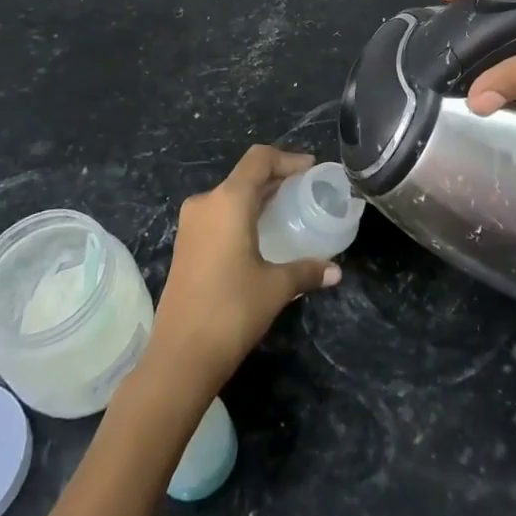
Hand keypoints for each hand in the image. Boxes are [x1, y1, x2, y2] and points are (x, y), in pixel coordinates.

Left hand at [149, 146, 341, 390]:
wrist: (179, 357)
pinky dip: (242, 214)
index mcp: (227, 201)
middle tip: (304, 190)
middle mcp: (206, 203)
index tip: (310, 170)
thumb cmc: (231, 311)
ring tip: (287, 211)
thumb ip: (307, 271)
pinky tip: (261, 235)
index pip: (259, 159)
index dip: (287, 159)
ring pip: (230, 196)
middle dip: (275, 178)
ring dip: (258, 198)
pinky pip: (219, 215)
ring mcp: (191, 225)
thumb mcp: (276, 287)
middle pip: (245, 176)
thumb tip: (335, 271)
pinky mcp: (185, 245)